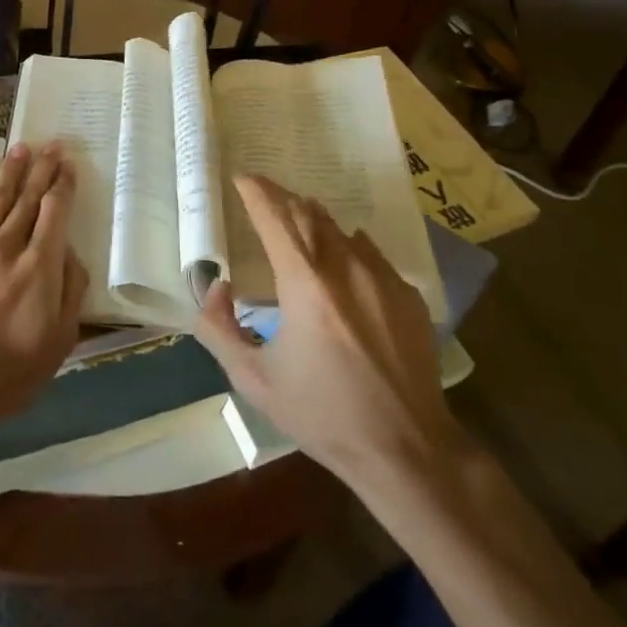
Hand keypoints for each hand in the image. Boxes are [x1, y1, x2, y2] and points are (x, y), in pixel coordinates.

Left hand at [0, 142, 86, 446]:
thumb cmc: (10, 373)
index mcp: (38, 267)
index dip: (63, 185)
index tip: (69, 164)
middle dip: (41, 170)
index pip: (54, 213)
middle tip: (50, 145)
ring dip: (7, 174)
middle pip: (26, 200)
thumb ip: (70, 291)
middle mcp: (5, 248)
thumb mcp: (60, 340)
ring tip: (18, 149)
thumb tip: (71, 254)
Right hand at [194, 175, 461, 490]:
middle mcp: (346, 268)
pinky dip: (346, 247)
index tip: (242, 178)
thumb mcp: (253, 379)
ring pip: (341, 230)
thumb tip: (218, 287)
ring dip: (313, 221)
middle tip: (263, 197)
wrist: (406, 448)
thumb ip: (219, 328)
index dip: (256, 192)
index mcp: (305, 284)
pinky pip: (370, 254)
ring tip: (297, 225)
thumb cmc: (323, 414)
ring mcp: (383, 278)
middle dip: (282, 199)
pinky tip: (341, 263)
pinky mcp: (408, 294)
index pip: (275, 217)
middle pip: (309, 214)